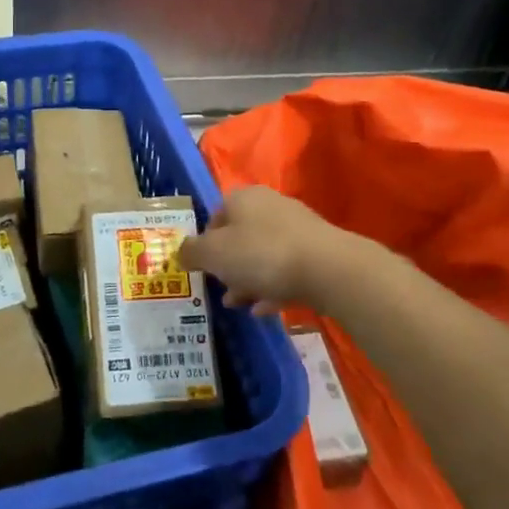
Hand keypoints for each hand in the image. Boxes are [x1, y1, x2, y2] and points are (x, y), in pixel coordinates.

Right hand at [179, 185, 350, 315]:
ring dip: (248, 279)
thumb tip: (180, 252)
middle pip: (240, 237)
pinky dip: (272, 288)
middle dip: (227, 265)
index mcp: (243, 198)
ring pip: (263, 255)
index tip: (202, 268)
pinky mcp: (317, 252)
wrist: (328, 268)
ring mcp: (297, 228)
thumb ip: (192, 252)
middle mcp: (270, 206)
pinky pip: (286, 270)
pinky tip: (265, 309)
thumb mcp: (213, 254)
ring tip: (239, 305)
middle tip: (220, 290)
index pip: (215, 216)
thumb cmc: (261, 254)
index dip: (204, 243)